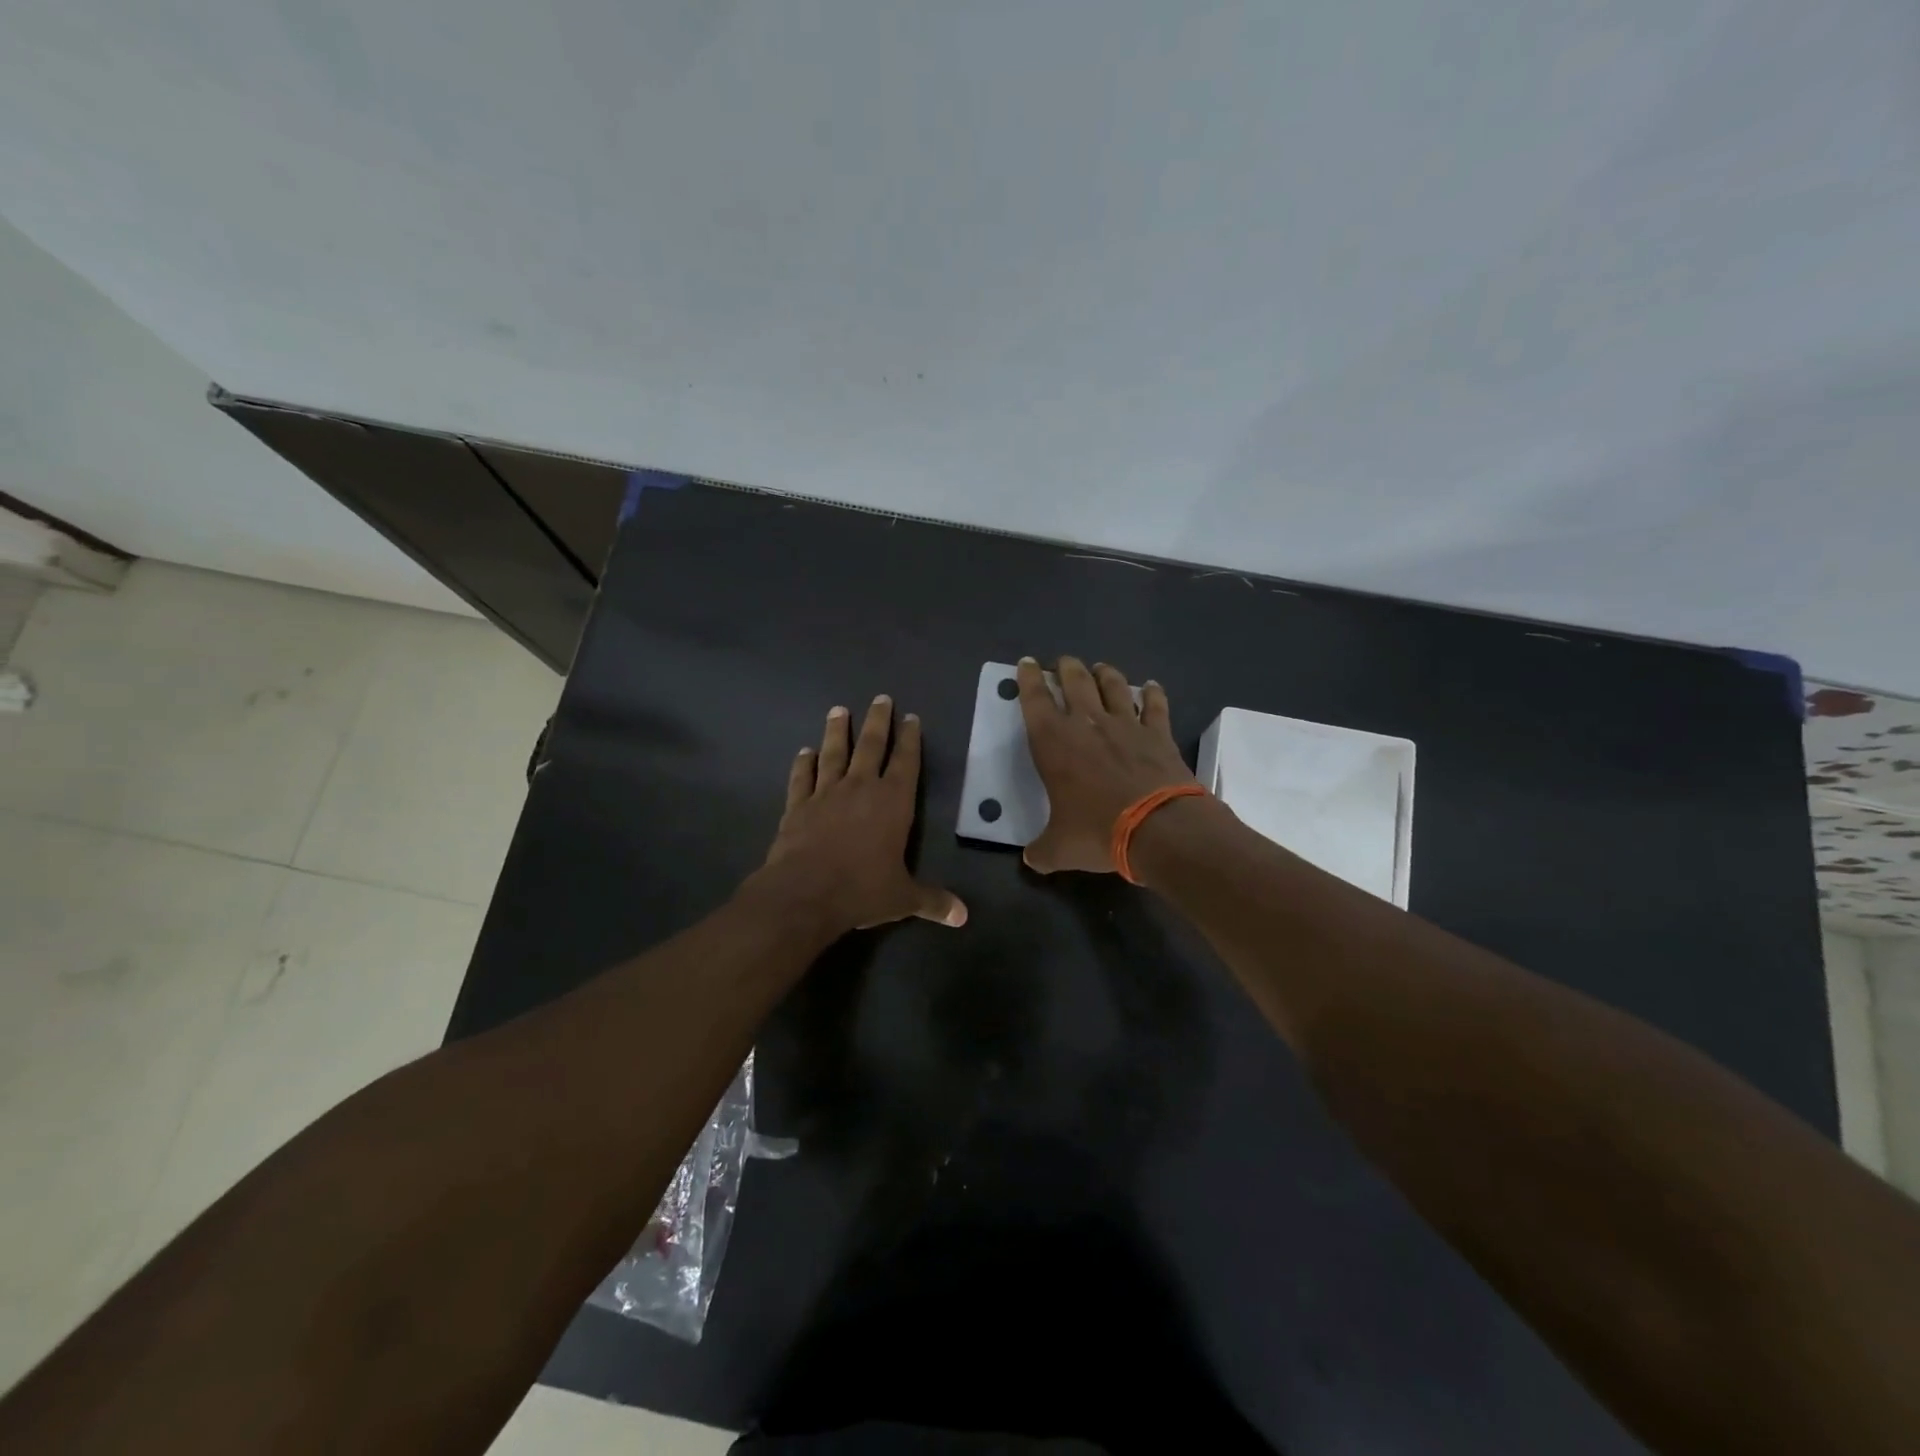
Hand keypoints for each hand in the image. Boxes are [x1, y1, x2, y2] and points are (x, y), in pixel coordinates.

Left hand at [751, 696, 966, 935]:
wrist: (805, 893)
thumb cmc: (862, 890)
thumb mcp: (903, 898)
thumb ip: (933, 901)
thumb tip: (963, 917)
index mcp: (893, 802)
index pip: (906, 762)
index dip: (910, 739)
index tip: (911, 717)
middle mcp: (861, 788)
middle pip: (871, 745)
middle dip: (878, 721)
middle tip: (880, 697)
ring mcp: (826, 793)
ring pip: (833, 753)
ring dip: (836, 731)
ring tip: (838, 710)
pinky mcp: (797, 805)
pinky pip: (802, 778)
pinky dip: (803, 763)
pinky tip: (804, 752)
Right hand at [1017, 656, 1196, 873]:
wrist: (1159, 828)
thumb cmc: (1098, 832)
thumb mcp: (1060, 849)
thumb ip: (1042, 851)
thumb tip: (1032, 860)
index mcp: (1053, 742)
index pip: (1034, 700)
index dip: (1028, 679)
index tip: (1027, 663)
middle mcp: (1087, 723)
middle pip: (1074, 681)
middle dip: (1066, 667)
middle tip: (1063, 662)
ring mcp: (1126, 724)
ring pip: (1113, 685)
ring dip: (1105, 673)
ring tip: (1100, 668)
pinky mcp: (1158, 734)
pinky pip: (1155, 705)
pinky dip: (1152, 693)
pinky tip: (1151, 687)